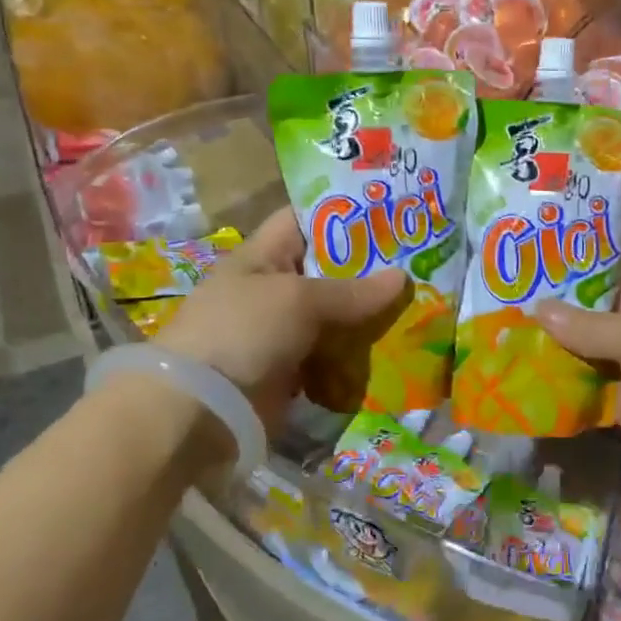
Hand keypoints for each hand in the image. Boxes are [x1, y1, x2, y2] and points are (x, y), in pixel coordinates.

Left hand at [153, 209, 404, 432]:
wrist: (202, 409)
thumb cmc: (243, 332)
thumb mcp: (298, 299)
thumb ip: (352, 291)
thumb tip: (403, 278)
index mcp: (262, 256)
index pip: (303, 220)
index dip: (341, 212)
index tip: (387, 210)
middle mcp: (272, 289)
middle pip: (326, 269)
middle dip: (367, 266)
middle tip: (418, 259)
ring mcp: (281, 332)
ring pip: (334, 314)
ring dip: (368, 313)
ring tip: (418, 300)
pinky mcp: (292, 370)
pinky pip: (332, 353)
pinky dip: (357, 351)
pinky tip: (395, 344)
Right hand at [534, 241, 620, 500]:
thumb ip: (587, 323)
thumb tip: (537, 310)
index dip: (592, 240)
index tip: (547, 232)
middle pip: (601, 293)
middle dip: (562, 286)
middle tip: (512, 274)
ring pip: (589, 335)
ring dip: (556, 330)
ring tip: (507, 312)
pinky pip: (587, 373)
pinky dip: (561, 368)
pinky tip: (522, 358)